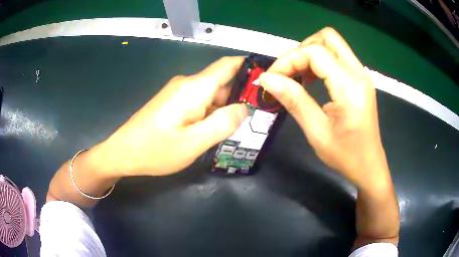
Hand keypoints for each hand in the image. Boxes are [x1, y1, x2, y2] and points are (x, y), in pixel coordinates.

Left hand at [93, 57, 247, 176]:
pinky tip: (212, 130)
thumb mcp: (194, 142)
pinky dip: (210, 112)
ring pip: (211, 94)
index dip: (249, 67)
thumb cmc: (156, 150)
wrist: (122, 152)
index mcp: (195, 87)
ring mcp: (178, 92)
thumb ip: (223, 123)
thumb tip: (244, 108)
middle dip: (239, 96)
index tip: (266, 81)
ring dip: (224, 108)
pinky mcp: (172, 102)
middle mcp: (187, 84)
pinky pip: (199, 102)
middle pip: (222, 82)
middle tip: (256, 118)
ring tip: (236, 128)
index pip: (228, 65)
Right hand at [259, 28, 388, 188]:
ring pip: (333, 44)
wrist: (368, 165)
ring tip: (298, 77)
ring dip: (311, 54)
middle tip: (288, 72)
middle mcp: (359, 73)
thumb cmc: (345, 155)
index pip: (315, 52)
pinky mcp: (360, 79)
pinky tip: (312, 80)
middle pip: (328, 37)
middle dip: (302, 49)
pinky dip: (320, 62)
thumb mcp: (316, 131)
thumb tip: (267, 79)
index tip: (272, 78)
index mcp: (350, 87)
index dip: (289, 60)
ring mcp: (361, 74)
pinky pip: (338, 57)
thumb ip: (294, 100)